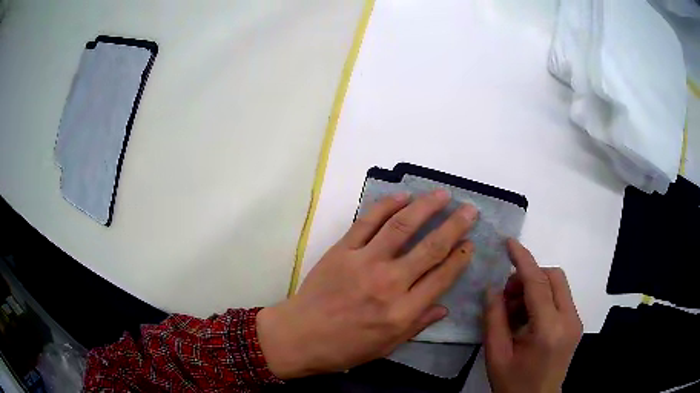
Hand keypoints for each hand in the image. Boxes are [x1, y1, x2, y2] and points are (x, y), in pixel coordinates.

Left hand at [257, 190, 477, 378]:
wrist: (299, 336)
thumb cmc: (345, 348)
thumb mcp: (387, 346)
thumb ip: (418, 324)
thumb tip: (445, 306)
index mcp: (402, 311)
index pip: (442, 277)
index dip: (460, 257)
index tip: (470, 242)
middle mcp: (389, 283)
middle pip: (430, 248)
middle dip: (455, 226)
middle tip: (469, 210)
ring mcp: (364, 262)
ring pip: (402, 226)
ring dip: (425, 207)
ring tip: (442, 194)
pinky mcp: (342, 250)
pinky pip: (367, 222)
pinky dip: (386, 206)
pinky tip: (402, 196)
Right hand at [484, 239, 582, 392]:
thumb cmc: (513, 383)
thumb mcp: (496, 355)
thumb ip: (493, 319)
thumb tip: (492, 288)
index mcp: (548, 330)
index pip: (538, 284)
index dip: (523, 260)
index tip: (510, 243)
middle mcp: (569, 320)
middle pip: (554, 277)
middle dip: (530, 277)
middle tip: (507, 296)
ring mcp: (575, 321)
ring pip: (558, 285)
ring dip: (536, 288)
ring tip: (515, 312)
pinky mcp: (575, 325)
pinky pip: (560, 298)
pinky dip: (543, 299)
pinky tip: (527, 319)